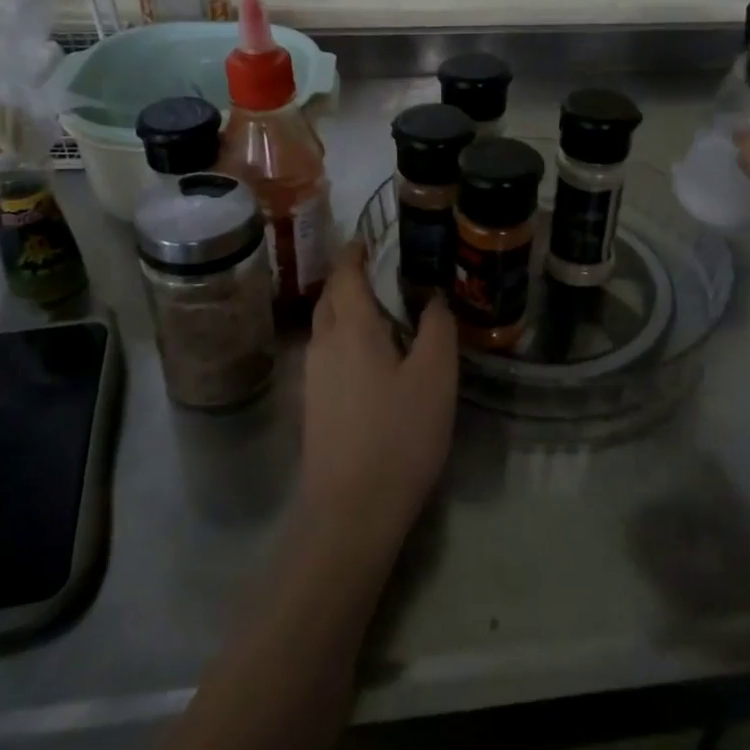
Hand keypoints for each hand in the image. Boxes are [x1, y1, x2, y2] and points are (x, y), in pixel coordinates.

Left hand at [299, 240, 458, 556]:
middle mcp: (323, 346)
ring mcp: (313, 379)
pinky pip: (327, 356)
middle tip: (374, 270)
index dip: (354, 253)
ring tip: (376, 310)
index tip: (366, 238)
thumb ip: (437, 330)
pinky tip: (368, 358)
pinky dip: (344, 340)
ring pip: (325, 329)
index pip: (345, 276)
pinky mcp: (313, 407)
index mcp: (351, 329)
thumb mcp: (435, 377)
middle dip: (346, 280)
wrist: (350, 510)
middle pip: (329, 300)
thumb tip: (434, 298)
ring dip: (344, 311)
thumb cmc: (398, 435)